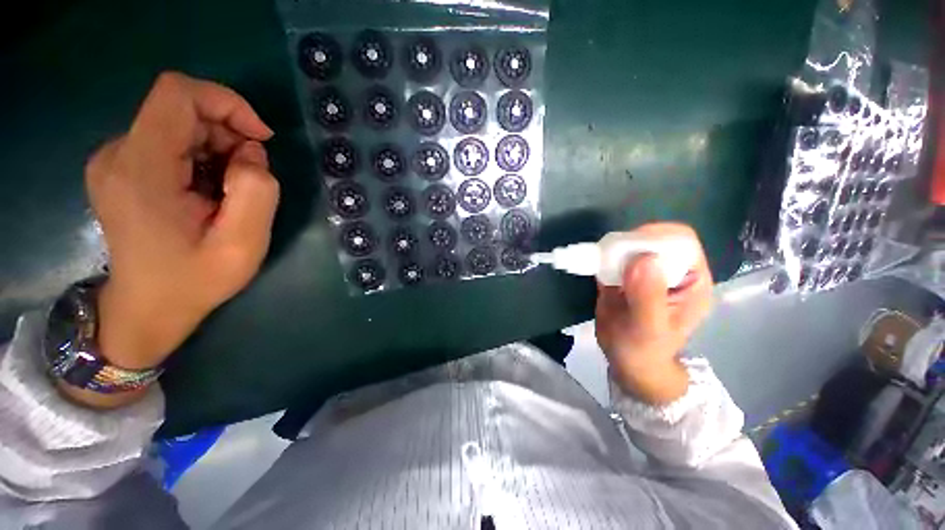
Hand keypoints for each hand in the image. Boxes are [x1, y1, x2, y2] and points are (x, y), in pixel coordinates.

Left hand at [85, 72, 278, 373]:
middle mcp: (118, 153)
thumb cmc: (194, 281)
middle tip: (250, 178)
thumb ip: (256, 191)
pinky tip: (210, 190)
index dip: (227, 102)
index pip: (178, 94)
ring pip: (178, 124)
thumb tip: (251, 154)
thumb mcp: (243, 244)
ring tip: (230, 191)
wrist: (147, 308)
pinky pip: (170, 140)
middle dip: (228, 134)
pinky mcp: (121, 167)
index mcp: (140, 169)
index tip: (260, 139)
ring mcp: (115, 160)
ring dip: (218, 148)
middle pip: (181, 109)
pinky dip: (202, 156)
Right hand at [594, 223, 712, 404]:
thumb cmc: (645, 351)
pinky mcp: (623, 276)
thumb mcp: (649, 328)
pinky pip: (613, 258)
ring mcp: (644, 272)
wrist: (627, 362)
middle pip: (653, 239)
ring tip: (599, 262)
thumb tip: (644, 258)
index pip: (681, 243)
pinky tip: (593, 266)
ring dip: (612, 249)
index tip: (630, 249)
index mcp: (690, 281)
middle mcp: (670, 271)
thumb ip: (648, 296)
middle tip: (610, 257)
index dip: (657, 238)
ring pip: (631, 246)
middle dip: (630, 243)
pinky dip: (601, 257)